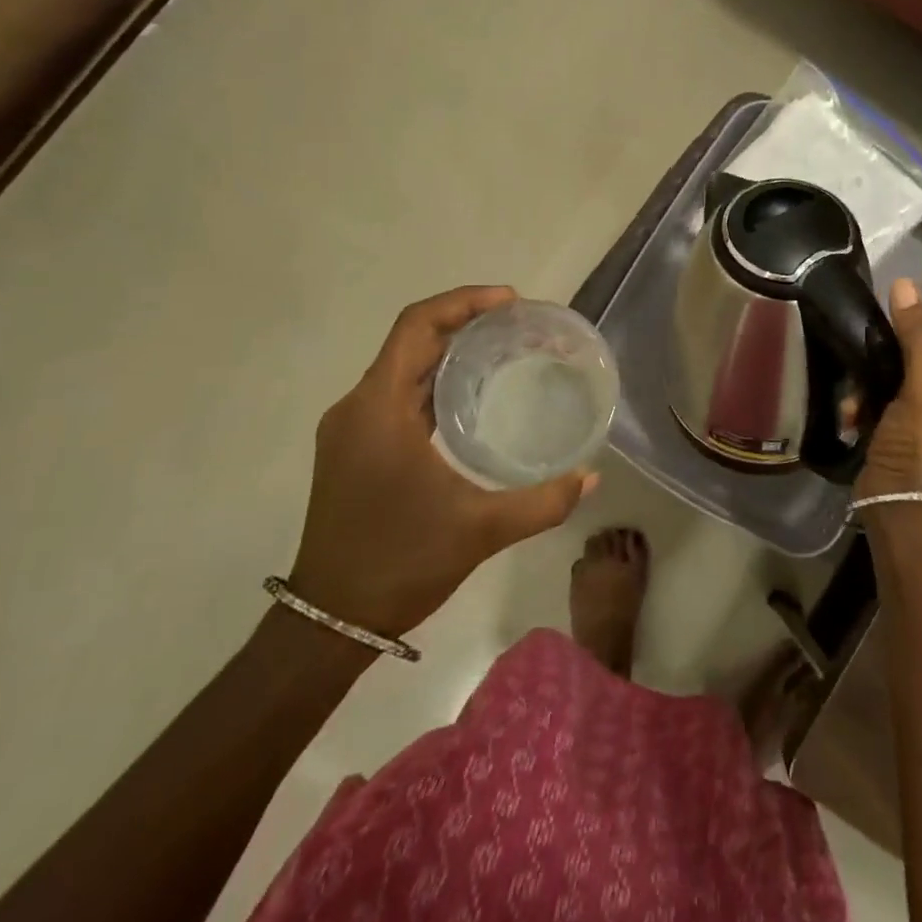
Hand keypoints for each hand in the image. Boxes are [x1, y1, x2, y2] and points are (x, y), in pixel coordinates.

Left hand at [287, 286, 596, 638]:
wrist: (330, 619)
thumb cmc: (400, 564)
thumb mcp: (480, 530)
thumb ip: (542, 502)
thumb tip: (590, 478)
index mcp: (379, 408)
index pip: (417, 326)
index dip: (463, 302)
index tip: (510, 301)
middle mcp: (358, 407)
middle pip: (411, 341)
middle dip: (464, 323)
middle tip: (518, 325)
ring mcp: (352, 429)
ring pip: (403, 368)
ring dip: (448, 352)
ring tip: (502, 351)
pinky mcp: (353, 449)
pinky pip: (397, 395)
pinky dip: (434, 383)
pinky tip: (470, 399)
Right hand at [856, 278, 921, 510]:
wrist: (896, 500)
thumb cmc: (917, 442)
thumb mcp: (919, 386)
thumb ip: (913, 334)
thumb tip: (904, 280)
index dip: (894, 343)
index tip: (872, 356)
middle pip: (898, 356)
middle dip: (873, 370)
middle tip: (860, 388)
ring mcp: (917, 409)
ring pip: (879, 376)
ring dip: (861, 390)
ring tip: (853, 410)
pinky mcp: (893, 424)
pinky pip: (871, 397)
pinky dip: (858, 407)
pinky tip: (851, 420)